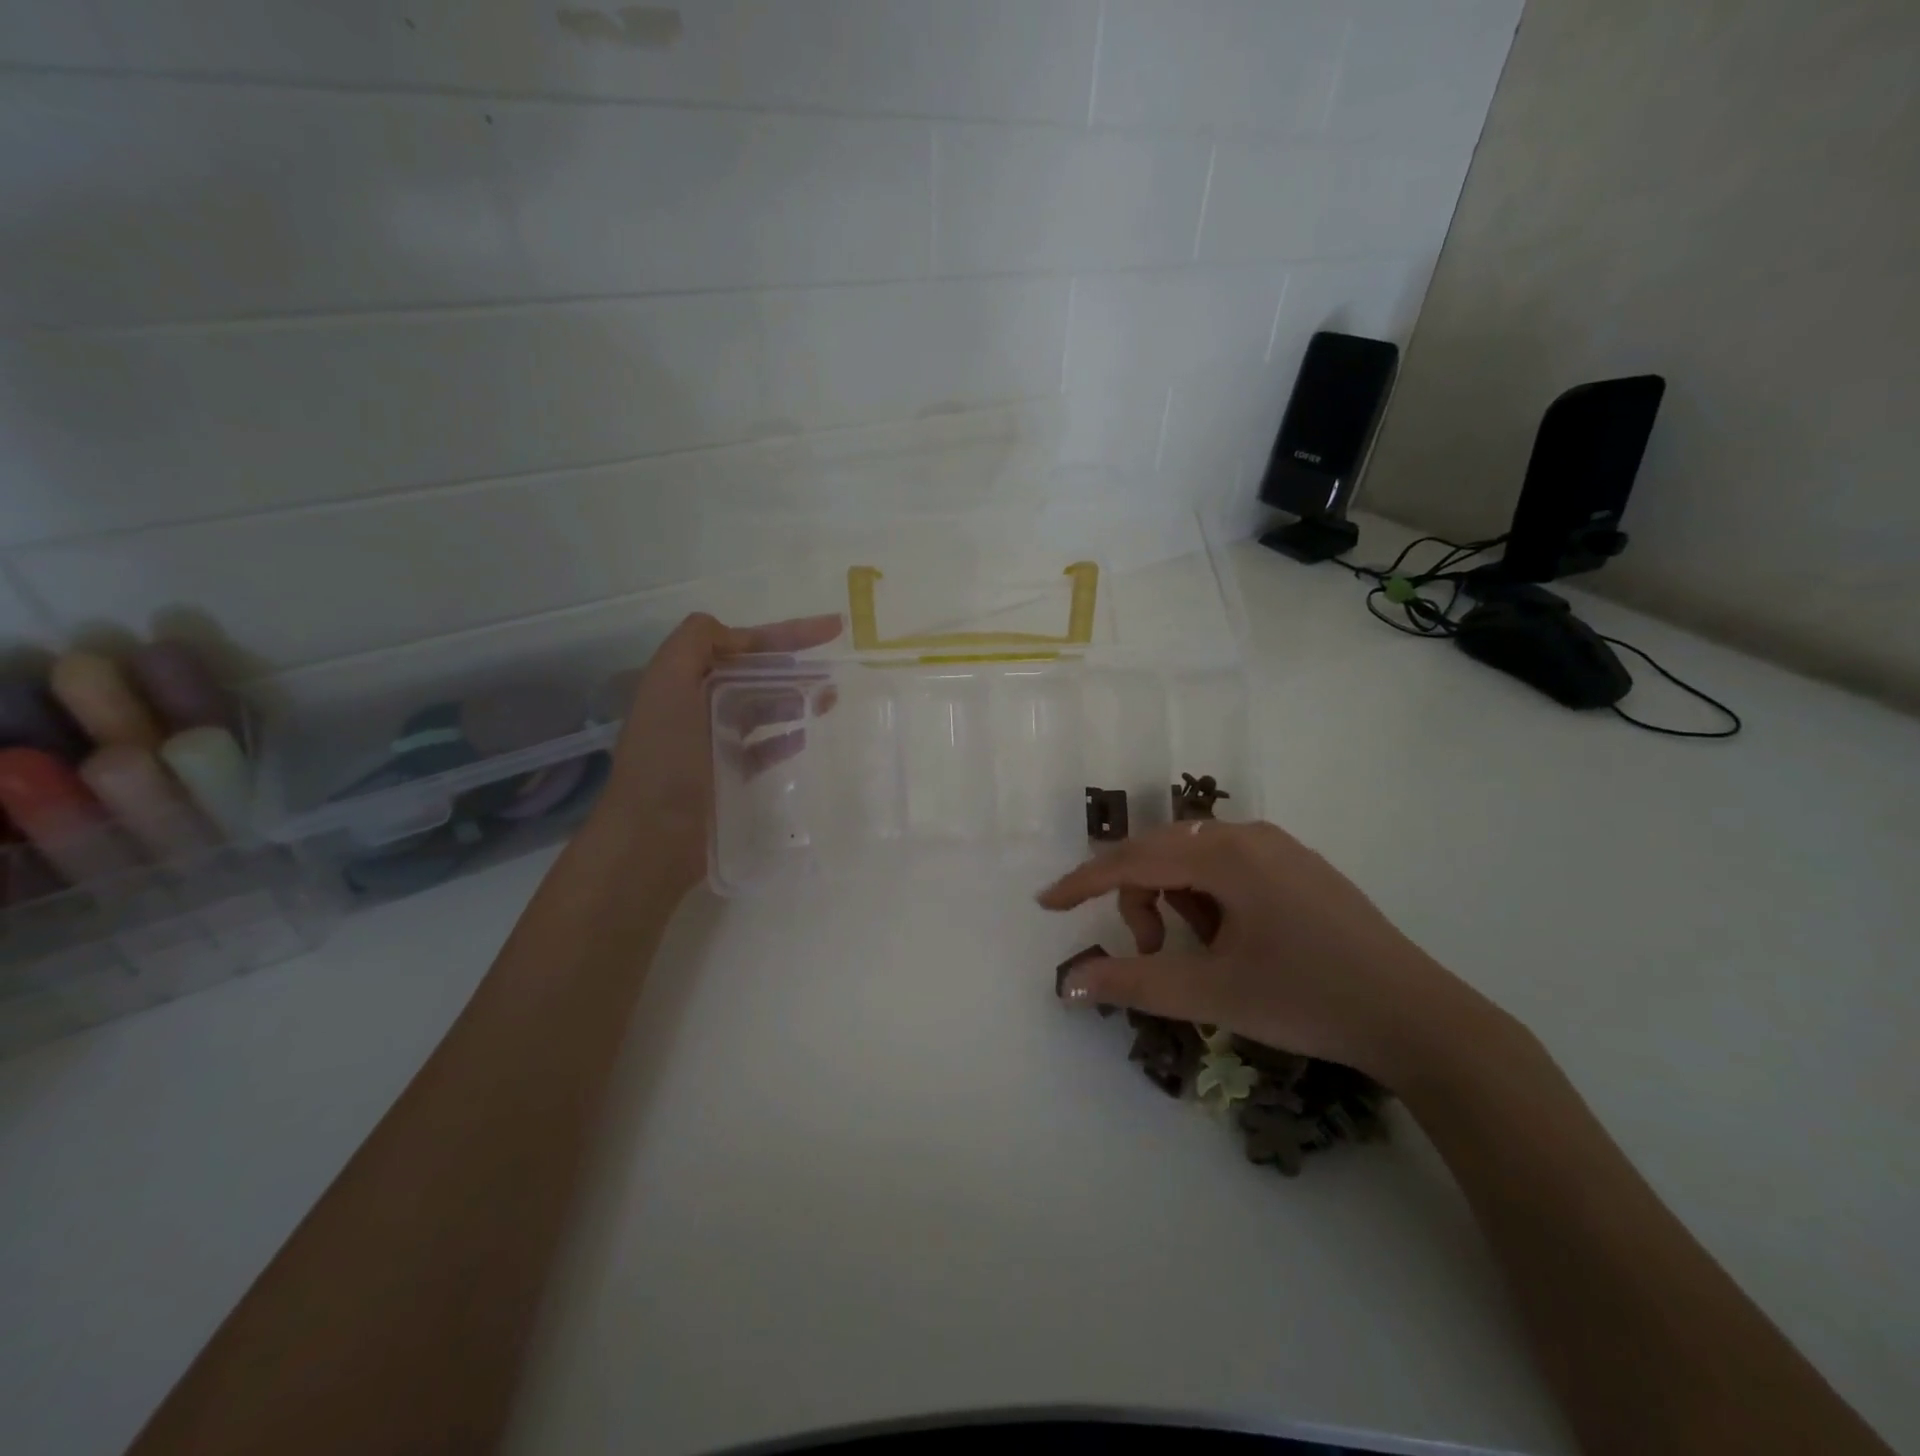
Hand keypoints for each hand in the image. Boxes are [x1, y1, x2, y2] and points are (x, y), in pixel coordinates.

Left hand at [592, 612, 841, 895]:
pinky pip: (763, 748)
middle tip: (836, 671)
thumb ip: (695, 643)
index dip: (784, 633)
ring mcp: (711, 742)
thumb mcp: (668, 685)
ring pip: (762, 709)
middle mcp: (696, 706)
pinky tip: (808, 736)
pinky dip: (785, 737)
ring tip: (831, 699)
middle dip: (795, 666)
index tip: (831, 630)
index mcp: (682, 679)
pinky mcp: (726, 775)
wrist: (652, 836)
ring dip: (795, 698)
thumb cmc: (665, 758)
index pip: (740, 644)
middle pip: (754, 675)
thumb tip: (734, 635)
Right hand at [1038, 820, 1485, 1086]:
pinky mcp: (1300, 868)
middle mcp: (1250, 835)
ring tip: (1204, 953)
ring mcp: (1281, 848)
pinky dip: (1211, 900)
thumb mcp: (1212, 994)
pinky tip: (1236, 942)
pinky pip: (1231, 869)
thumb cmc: (1308, 999)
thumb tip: (1070, 983)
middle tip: (1148, 950)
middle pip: (1163, 854)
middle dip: (1140, 900)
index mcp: (1227, 855)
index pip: (1134, 859)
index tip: (1047, 903)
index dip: (1084, 882)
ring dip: (1178, 902)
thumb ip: (1133, 982)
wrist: (1420, 1019)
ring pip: (1197, 861)